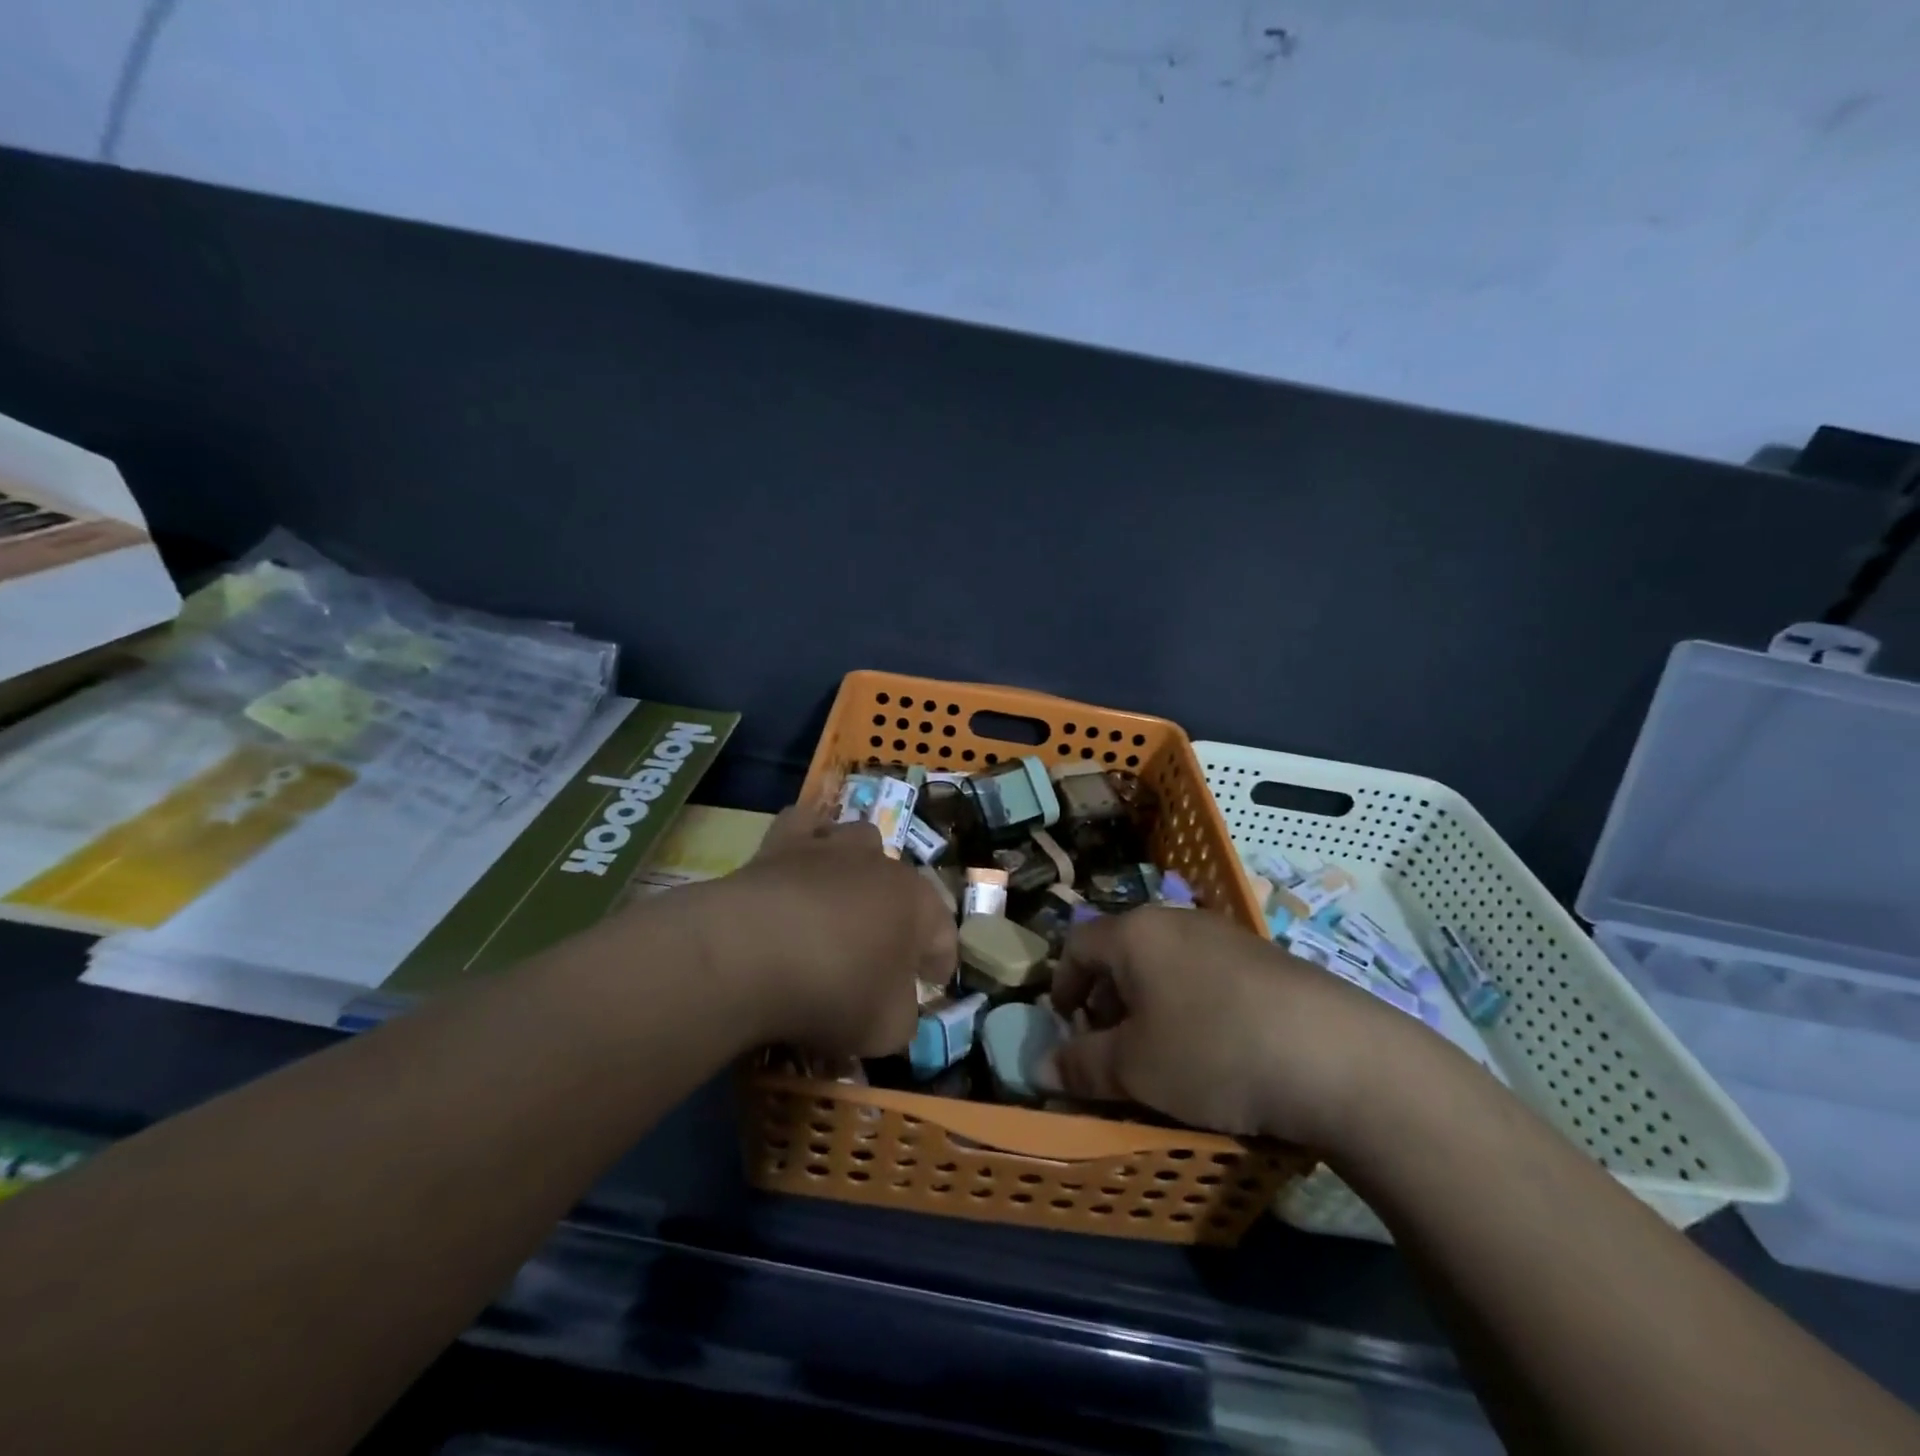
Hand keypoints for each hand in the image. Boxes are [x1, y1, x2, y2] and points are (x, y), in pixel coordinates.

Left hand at [688, 805, 956, 1057]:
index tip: (931, 984)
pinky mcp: (782, 842)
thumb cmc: (834, 992)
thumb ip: (903, 1017)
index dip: (940, 962)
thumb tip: (895, 1007)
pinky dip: (806, 838)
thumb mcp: (886, 1031)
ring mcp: (832, 847)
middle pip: (903, 885)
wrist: (750, 953)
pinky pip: (803, 824)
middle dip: (899, 916)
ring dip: (859, 867)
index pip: (944, 934)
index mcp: (918, 905)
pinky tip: (798, 863)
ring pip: (860, 840)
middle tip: (881, 953)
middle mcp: (882, 865)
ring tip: (842, 899)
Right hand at [1048, 907, 1429, 1147]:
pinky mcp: (1267, 959)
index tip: (1067, 1027)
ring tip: (1163, 1052)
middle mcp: (1178, 920)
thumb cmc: (1214, 1052)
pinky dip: (1192, 1005)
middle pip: (1123, 951)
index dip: (1063, 986)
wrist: (1340, 1057)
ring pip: (1167, 963)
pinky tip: (1216, 1048)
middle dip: (1107, 999)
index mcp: (1136, 933)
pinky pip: (1207, 974)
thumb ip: (1082, 1066)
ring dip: (1150, 1003)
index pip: (1077, 945)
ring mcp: (1227, 936)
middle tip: (1112, 1046)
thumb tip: (1041, 1068)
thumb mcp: (1135, 1069)